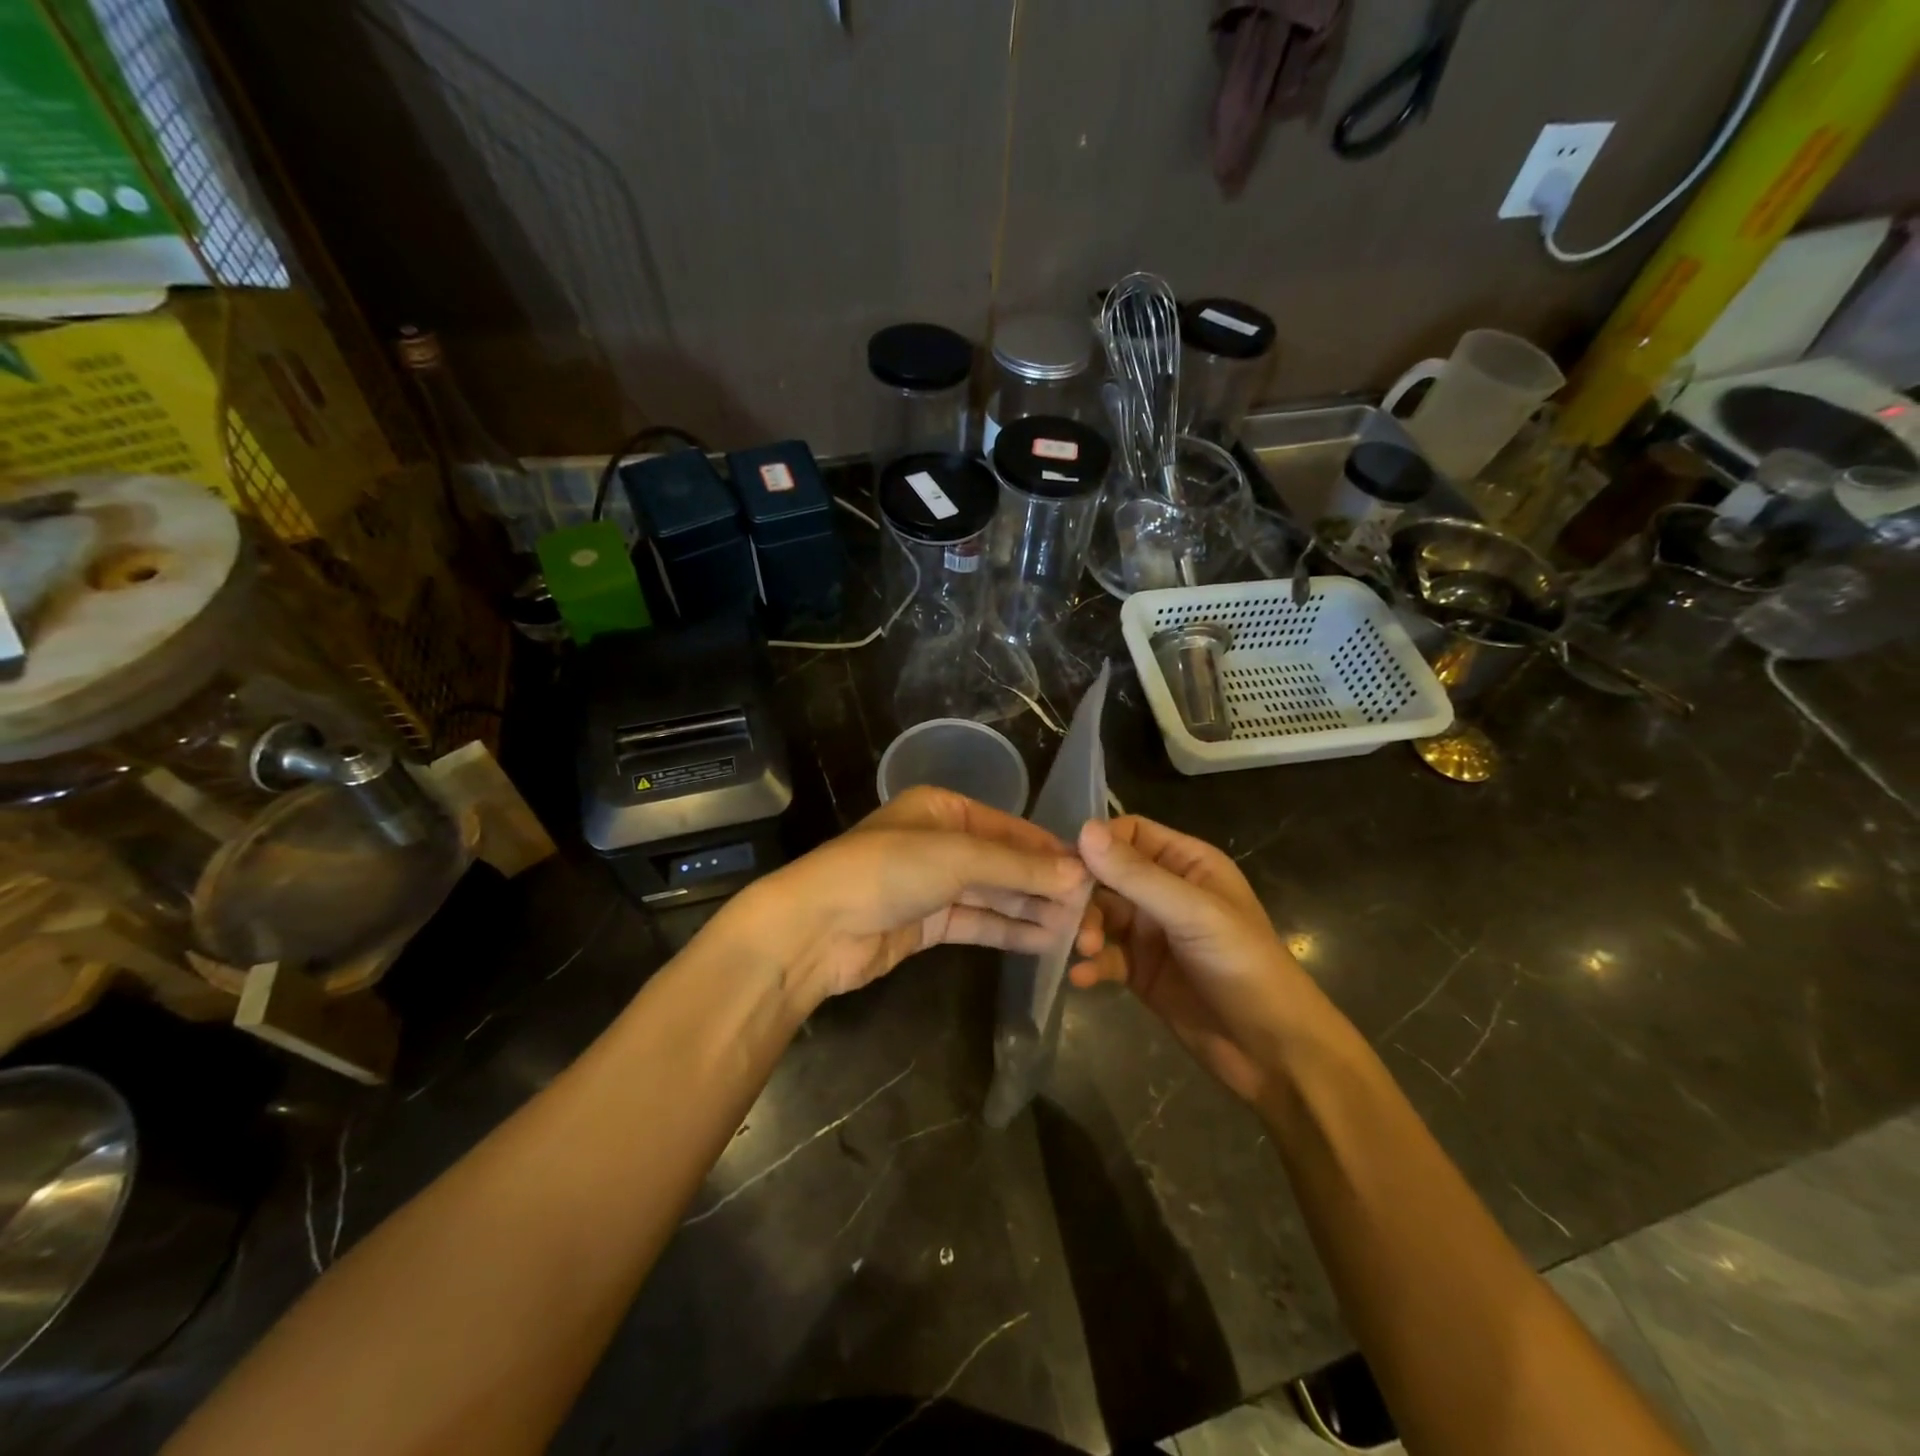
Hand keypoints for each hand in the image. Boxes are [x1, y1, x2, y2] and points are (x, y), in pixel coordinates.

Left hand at [731, 786, 1092, 1004]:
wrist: (815, 929)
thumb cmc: (887, 872)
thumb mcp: (957, 857)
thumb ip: (1019, 866)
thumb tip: (1081, 875)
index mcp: (942, 809)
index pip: (1009, 828)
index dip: (1050, 851)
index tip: (1093, 874)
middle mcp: (940, 842)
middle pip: (1004, 862)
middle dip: (1046, 886)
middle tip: (1092, 912)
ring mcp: (932, 885)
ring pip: (994, 895)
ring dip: (1033, 910)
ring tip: (1079, 932)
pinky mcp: (926, 925)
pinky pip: (977, 923)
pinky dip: (1009, 931)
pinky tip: (1046, 942)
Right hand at [1070, 816, 1322, 1105]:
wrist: (1274, 1051)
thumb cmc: (1245, 966)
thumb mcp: (1193, 913)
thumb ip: (1137, 875)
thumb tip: (1084, 829)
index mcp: (1188, 864)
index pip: (1131, 834)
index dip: (1099, 843)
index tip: (1068, 865)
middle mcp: (1166, 891)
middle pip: (1108, 874)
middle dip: (1084, 891)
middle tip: (1065, 912)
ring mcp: (1152, 933)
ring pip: (1101, 915)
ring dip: (1084, 927)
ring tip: (1082, 949)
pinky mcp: (1140, 971)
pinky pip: (1105, 955)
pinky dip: (1091, 963)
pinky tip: (1082, 977)